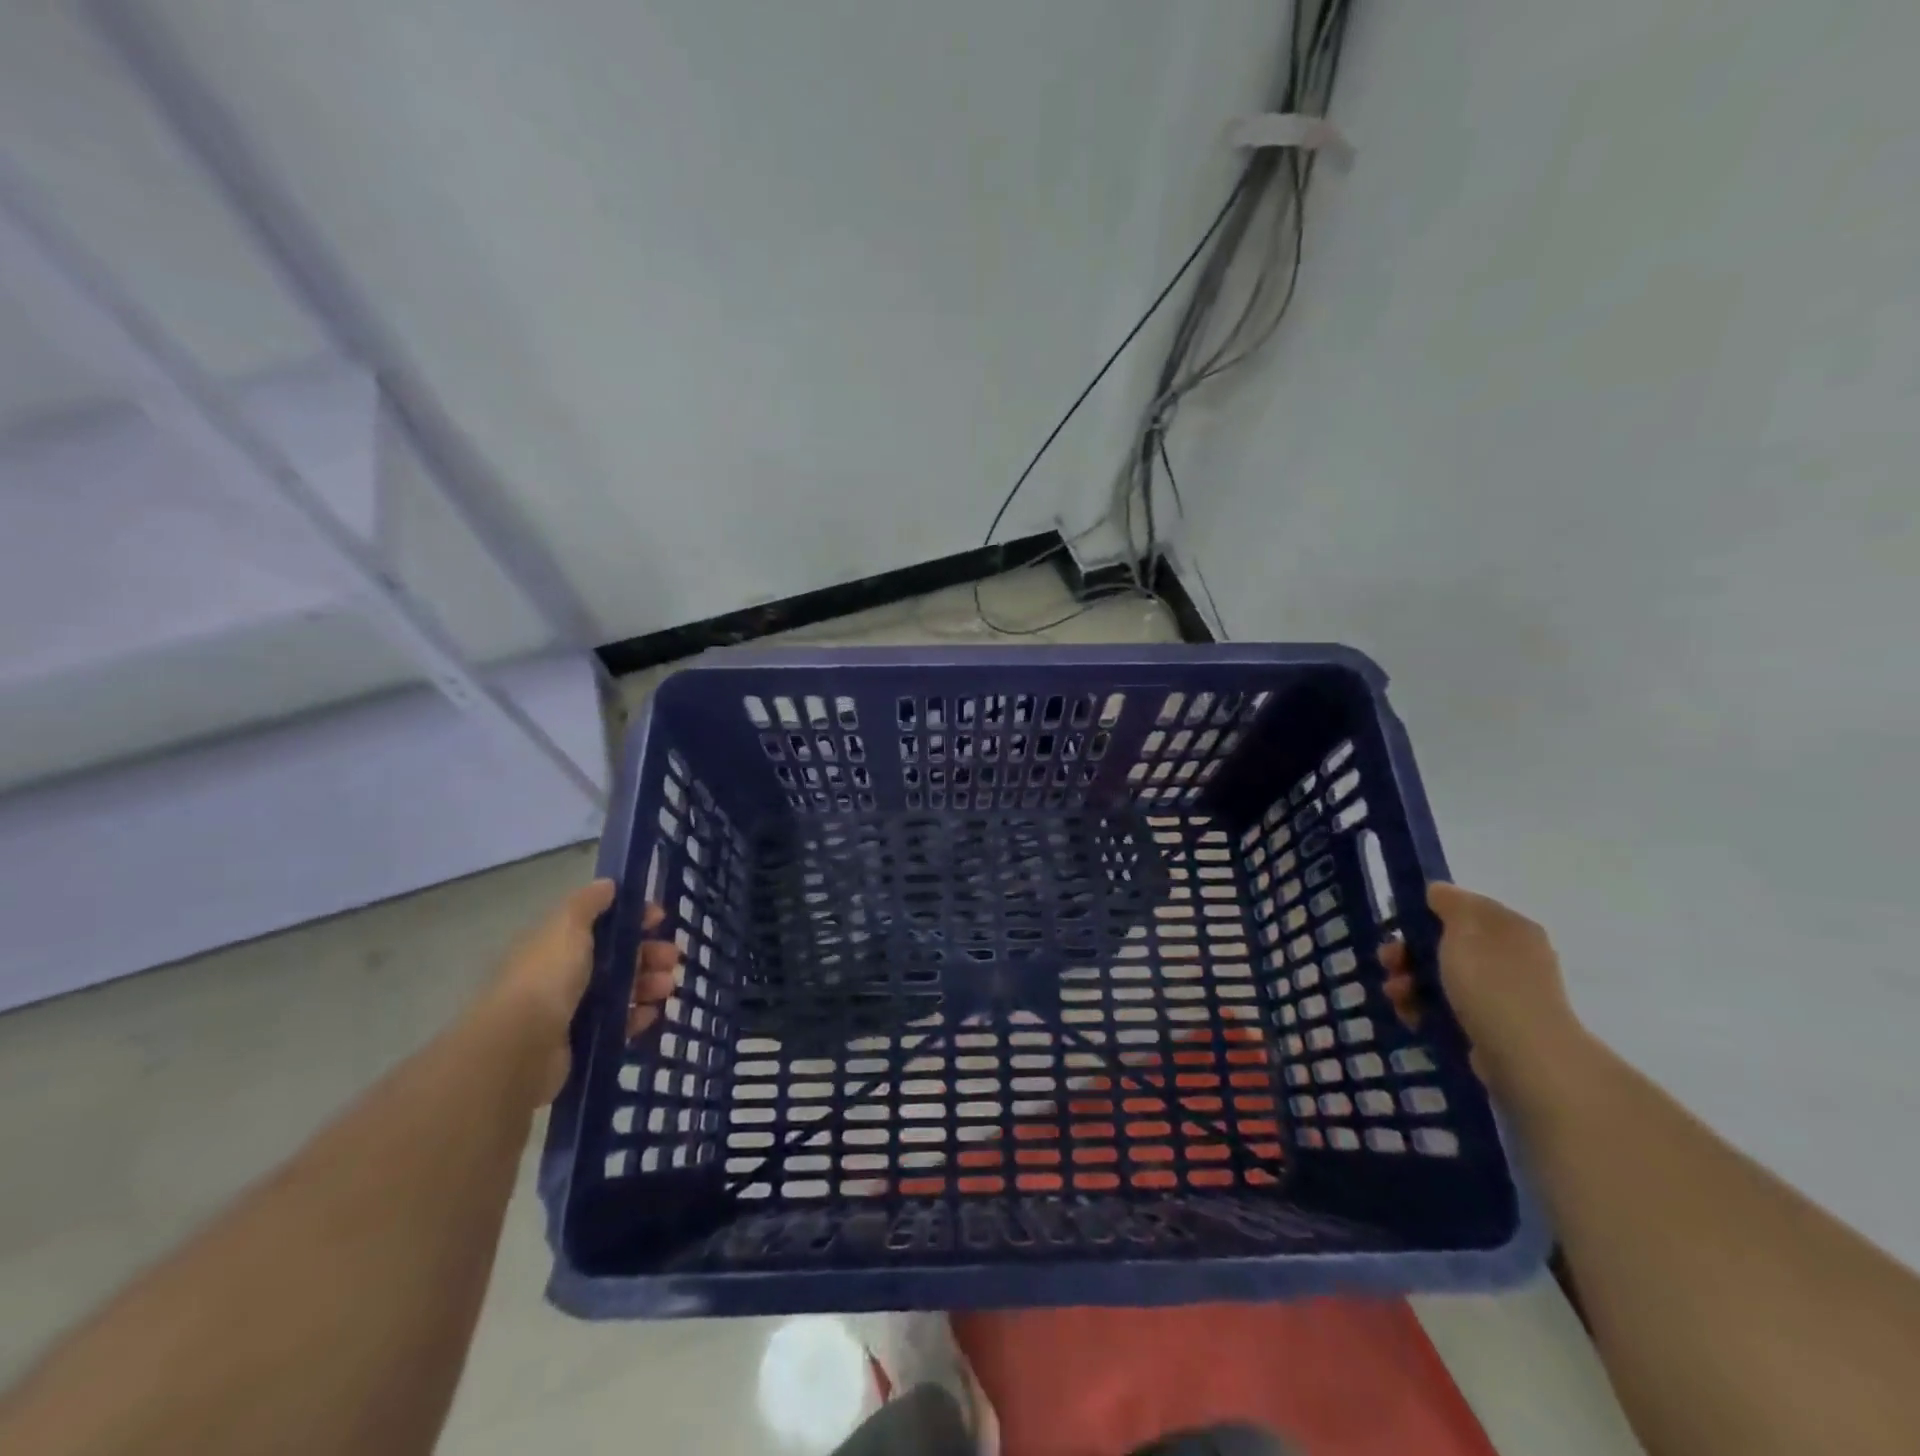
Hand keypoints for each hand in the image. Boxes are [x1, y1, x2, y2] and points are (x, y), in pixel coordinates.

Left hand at [484, 878, 679, 1103]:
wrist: (520, 1048)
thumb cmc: (547, 977)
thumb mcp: (567, 926)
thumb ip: (588, 902)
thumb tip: (608, 884)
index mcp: (556, 943)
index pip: (601, 923)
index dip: (632, 917)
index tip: (660, 918)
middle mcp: (562, 974)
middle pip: (616, 957)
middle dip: (649, 953)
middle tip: (672, 958)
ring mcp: (571, 1010)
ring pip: (621, 990)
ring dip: (649, 983)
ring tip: (667, 987)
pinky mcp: (581, 1042)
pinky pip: (618, 1024)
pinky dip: (637, 1017)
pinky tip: (652, 1013)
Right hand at [1380, 882, 1583, 1098]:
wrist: (1524, 1055)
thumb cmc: (1491, 982)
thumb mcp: (1464, 928)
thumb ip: (1449, 902)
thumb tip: (1438, 891)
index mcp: (1510, 928)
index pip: (1462, 909)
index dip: (1425, 914)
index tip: (1398, 927)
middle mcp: (1510, 957)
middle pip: (1445, 944)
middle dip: (1409, 952)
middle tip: (1389, 962)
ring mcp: (1502, 995)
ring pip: (1441, 978)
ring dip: (1409, 982)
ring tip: (1396, 996)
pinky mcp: (1490, 1026)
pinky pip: (1447, 1008)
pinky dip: (1424, 1008)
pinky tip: (1410, 1016)